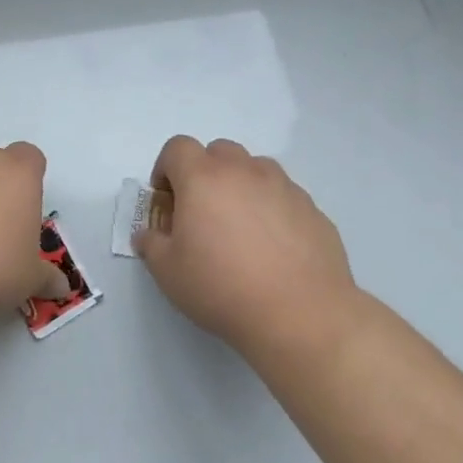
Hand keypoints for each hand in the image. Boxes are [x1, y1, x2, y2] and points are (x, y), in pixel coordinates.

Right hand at [134, 136, 361, 364]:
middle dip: (204, 173)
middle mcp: (245, 172)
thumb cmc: (221, 288)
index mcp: (203, 178)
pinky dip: (271, 208)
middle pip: (218, 151)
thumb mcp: (167, 272)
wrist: (300, 315)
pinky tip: (272, 247)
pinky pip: (284, 195)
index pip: (178, 148)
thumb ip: (152, 244)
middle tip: (201, 212)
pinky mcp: (313, 210)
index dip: (165, 168)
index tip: (166, 200)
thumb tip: (149, 235)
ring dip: (240, 185)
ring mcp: (284, 187)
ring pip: (255, 168)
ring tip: (239, 227)